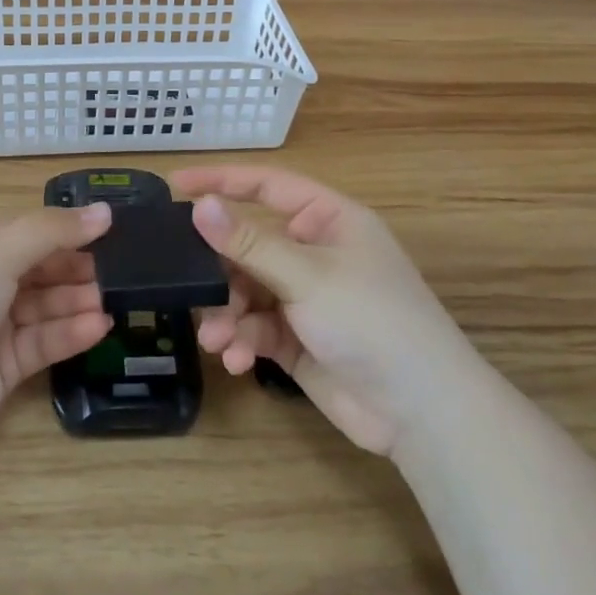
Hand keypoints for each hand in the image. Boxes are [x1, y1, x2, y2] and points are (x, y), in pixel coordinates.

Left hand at [0, 203, 114, 450]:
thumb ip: (51, 232)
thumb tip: (105, 211)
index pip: (22, 232)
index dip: (63, 231)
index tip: (107, 232)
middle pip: (35, 270)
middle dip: (73, 269)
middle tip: (118, 272)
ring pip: (42, 307)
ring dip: (75, 302)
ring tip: (111, 301)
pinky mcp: (1, 367)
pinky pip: (40, 343)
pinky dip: (68, 334)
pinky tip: (98, 328)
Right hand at [174, 166, 457, 455]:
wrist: (421, 412)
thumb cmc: (372, 321)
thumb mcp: (307, 276)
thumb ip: (249, 243)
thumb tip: (198, 205)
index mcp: (327, 220)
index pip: (266, 187)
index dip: (221, 182)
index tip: (174, 185)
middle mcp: (313, 253)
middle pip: (248, 245)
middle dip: (218, 270)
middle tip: (185, 283)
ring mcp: (304, 298)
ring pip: (246, 291)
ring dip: (227, 313)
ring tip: (216, 338)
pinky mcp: (296, 338)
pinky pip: (256, 328)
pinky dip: (242, 341)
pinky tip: (237, 360)